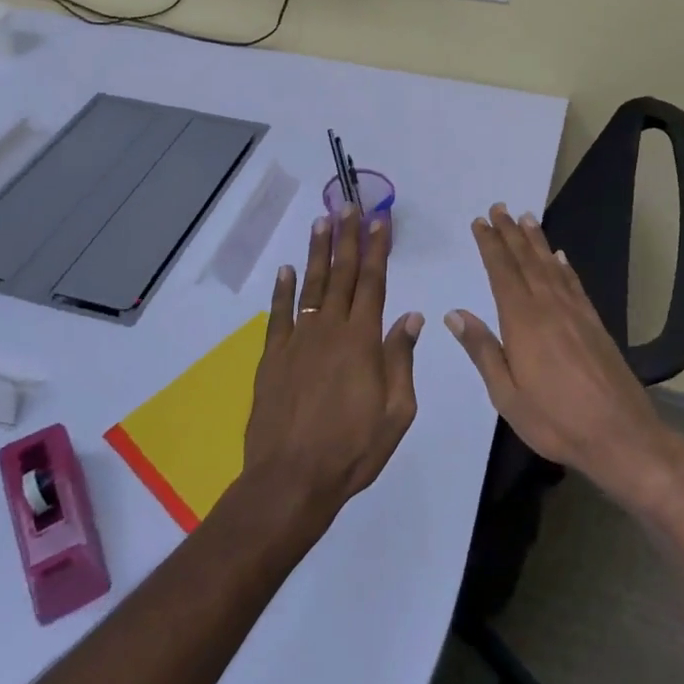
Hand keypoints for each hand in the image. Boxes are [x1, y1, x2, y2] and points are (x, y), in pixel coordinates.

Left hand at [243, 207, 422, 523]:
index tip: (380, 220)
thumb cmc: (353, 449)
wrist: (291, 479)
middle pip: (342, 274)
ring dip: (317, 252)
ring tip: (322, 221)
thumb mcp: (396, 411)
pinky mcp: (273, 357)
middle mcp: (330, 329)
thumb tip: (411, 316)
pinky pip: (279, 314)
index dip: (377, 249)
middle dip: (348, 237)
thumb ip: (401, 359)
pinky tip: (285, 269)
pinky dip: (282, 289)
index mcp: (363, 340)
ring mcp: (298, 340)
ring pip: (310, 285)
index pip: (373, 283)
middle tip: (350, 205)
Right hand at [446, 203, 677, 505]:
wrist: (621, 434)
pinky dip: (564, 266)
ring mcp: (576, 313)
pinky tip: (560, 256)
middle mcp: (549, 307)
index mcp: (523, 322)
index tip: (480, 222)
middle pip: (526, 260)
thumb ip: (483, 350)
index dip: (490, 245)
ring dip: (536, 241)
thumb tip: (454, 313)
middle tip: (498, 207)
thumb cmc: (556, 420)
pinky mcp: (595, 323)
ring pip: (551, 266)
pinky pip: (575, 284)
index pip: (502, 272)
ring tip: (525, 218)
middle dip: (510, 233)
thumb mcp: (507, 395)